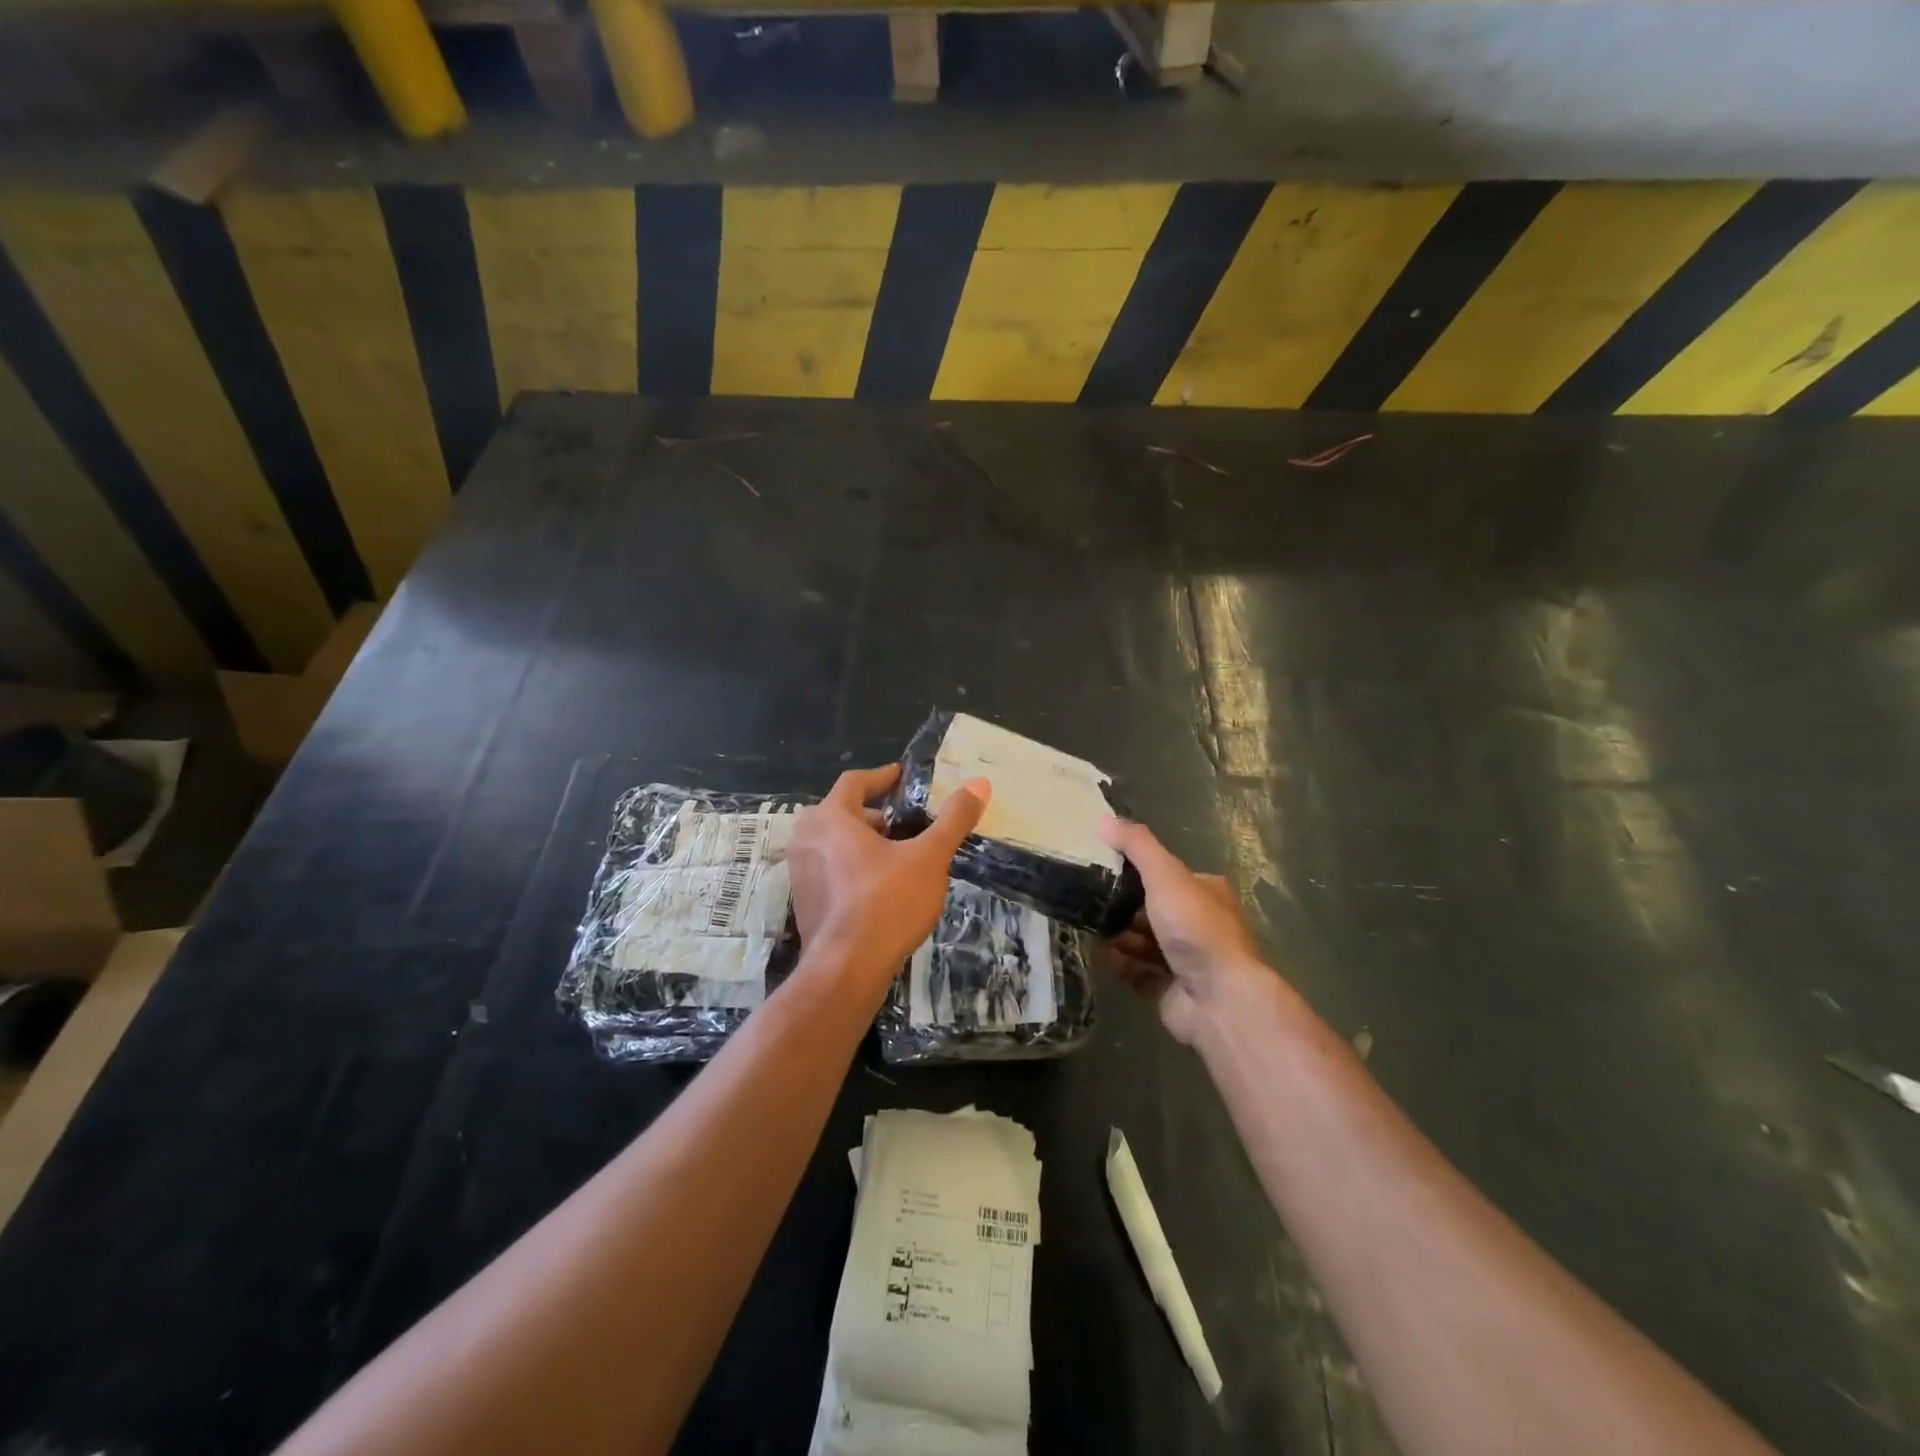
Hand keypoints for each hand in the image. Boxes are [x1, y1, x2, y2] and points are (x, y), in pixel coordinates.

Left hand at [787, 764, 990, 1004]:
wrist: (847, 970)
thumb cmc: (887, 902)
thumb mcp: (928, 857)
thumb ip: (953, 819)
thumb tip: (979, 783)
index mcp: (830, 817)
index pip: (855, 782)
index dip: (883, 777)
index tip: (904, 777)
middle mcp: (806, 839)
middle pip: (844, 812)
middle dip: (877, 815)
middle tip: (908, 824)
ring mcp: (800, 873)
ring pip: (836, 843)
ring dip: (865, 843)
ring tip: (901, 857)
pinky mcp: (804, 902)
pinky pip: (831, 870)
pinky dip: (854, 868)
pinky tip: (883, 888)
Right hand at [1099, 816, 1274, 1043]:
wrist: (1219, 999)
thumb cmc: (1196, 928)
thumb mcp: (1166, 875)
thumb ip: (1136, 846)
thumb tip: (1103, 818)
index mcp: (1204, 891)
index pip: (1164, 873)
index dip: (1134, 869)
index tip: (1099, 866)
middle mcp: (1196, 923)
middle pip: (1149, 908)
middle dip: (1120, 906)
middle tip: (1085, 898)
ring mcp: (1183, 958)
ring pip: (1139, 940)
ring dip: (1116, 934)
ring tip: (1084, 925)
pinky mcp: (1167, 988)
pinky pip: (1134, 969)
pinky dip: (1117, 962)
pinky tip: (1097, 954)